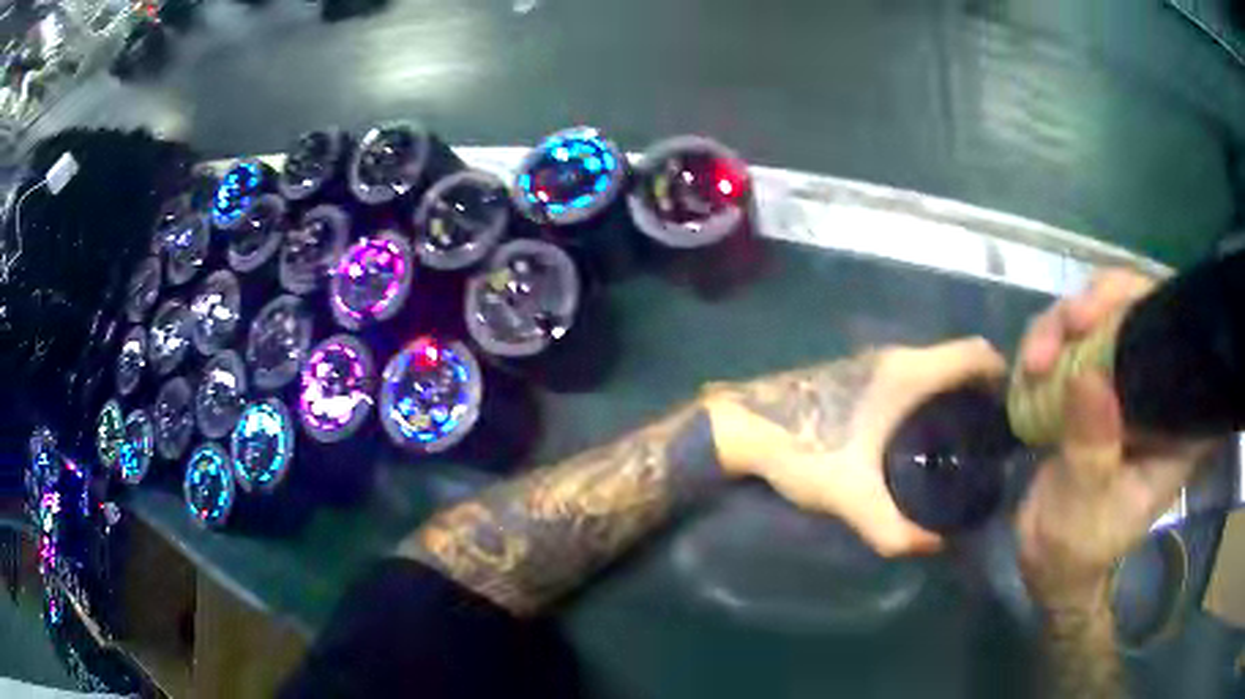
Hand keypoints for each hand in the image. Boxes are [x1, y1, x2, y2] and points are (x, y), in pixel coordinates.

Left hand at [704, 338, 1005, 556]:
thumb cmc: (804, 449)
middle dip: (983, 391)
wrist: (744, 426)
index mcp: (909, 371)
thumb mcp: (852, 496)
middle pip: (959, 360)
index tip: (1015, 411)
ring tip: (968, 440)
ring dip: (956, 394)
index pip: (975, 353)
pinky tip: (927, 436)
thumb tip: (934, 548)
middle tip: (994, 437)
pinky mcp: (862, 374)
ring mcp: (877, 362)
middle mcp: (899, 357)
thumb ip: (895, 529)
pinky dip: (932, 396)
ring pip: (935, 368)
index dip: (1002, 374)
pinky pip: (914, 377)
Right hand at [1015, 270, 1208, 607]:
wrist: (1047, 562)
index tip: (1110, 316)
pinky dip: (1048, 342)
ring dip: (1063, 324)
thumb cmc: (1079, 548)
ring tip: (1032, 361)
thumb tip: (1088, 377)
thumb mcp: (1086, 507)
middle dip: (1100, 305)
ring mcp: (1123, 382)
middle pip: (1139, 309)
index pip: (1182, 340)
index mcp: (1176, 423)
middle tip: (1068, 325)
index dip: (1151, 307)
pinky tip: (1028, 369)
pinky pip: (1074, 338)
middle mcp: (1156, 390)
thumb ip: (1092, 448)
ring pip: (1102, 315)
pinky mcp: (1094, 384)